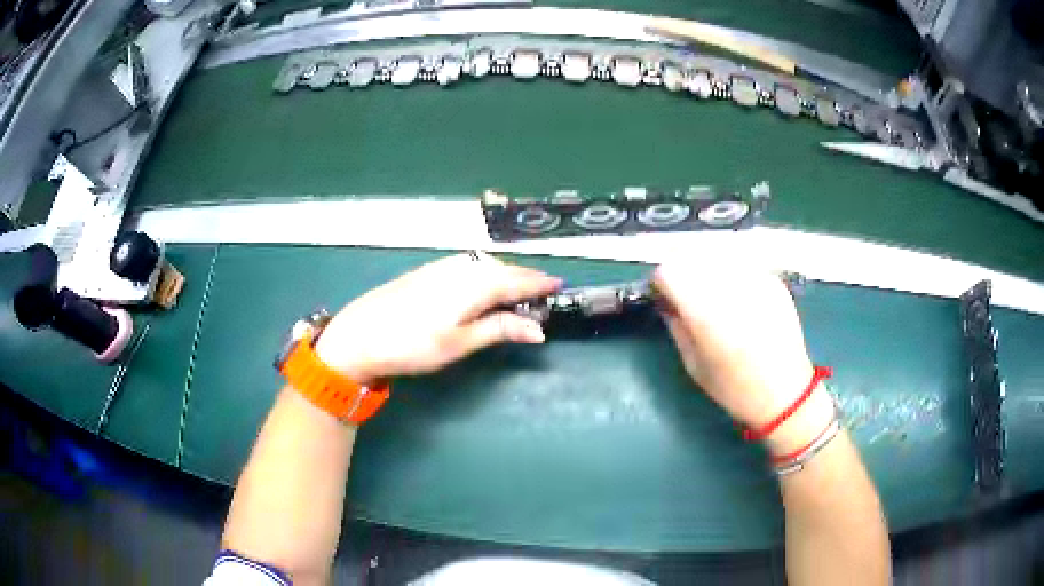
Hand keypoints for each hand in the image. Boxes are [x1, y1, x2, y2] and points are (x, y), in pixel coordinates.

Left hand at [315, 252, 561, 382]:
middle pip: (502, 269)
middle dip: (525, 277)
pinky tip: (482, 282)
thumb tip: (538, 329)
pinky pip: (467, 265)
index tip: (559, 286)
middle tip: (543, 288)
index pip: (516, 280)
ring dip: (505, 273)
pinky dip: (484, 272)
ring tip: (518, 286)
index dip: (539, 284)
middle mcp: (460, 268)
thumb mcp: (460, 342)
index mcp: (474, 284)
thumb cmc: (413, 344)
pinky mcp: (427, 271)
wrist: (360, 335)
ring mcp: (441, 267)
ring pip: (484, 265)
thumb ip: (499, 330)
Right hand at [653, 263, 833, 454]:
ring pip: (717, 253)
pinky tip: (738, 296)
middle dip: (683, 271)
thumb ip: (676, 326)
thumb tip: (666, 301)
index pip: (669, 270)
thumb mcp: (693, 364)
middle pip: (691, 255)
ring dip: (706, 267)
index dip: (662, 282)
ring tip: (713, 293)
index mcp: (705, 313)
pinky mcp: (772, 279)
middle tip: (687, 294)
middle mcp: (730, 287)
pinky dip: (731, 271)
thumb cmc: (734, 387)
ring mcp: (755, 279)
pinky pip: (740, 262)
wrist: (785, 392)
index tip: (665, 297)